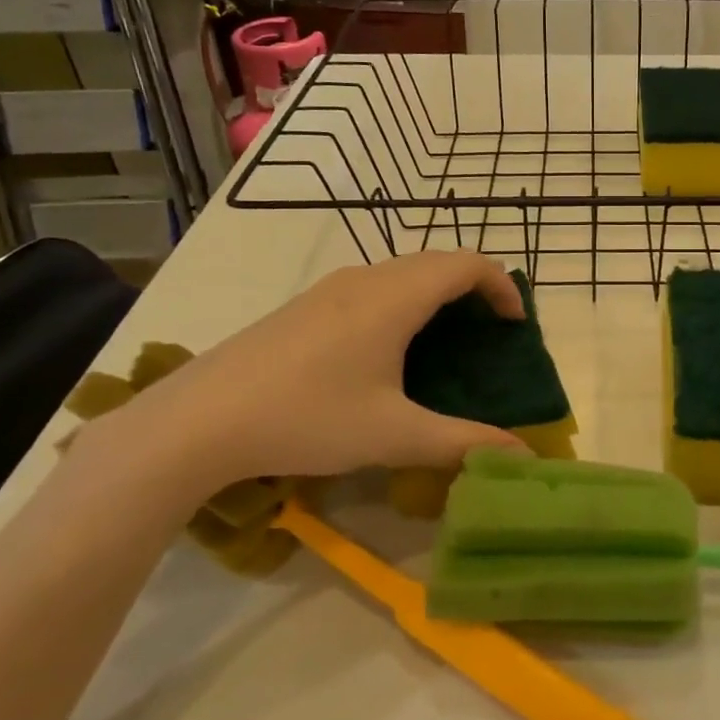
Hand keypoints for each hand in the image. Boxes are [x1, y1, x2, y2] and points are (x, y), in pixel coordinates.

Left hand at [86, 253, 529, 511]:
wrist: (197, 421)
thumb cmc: (307, 417)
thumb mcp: (393, 435)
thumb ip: (463, 442)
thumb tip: (522, 456)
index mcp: (395, 296)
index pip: (467, 264)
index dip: (502, 286)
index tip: (517, 326)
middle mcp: (366, 278)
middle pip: (437, 262)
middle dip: (474, 289)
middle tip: (490, 335)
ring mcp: (330, 288)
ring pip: (402, 272)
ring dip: (436, 295)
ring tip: (446, 343)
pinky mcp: (305, 306)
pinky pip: (373, 287)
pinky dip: (403, 302)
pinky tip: (388, 352)